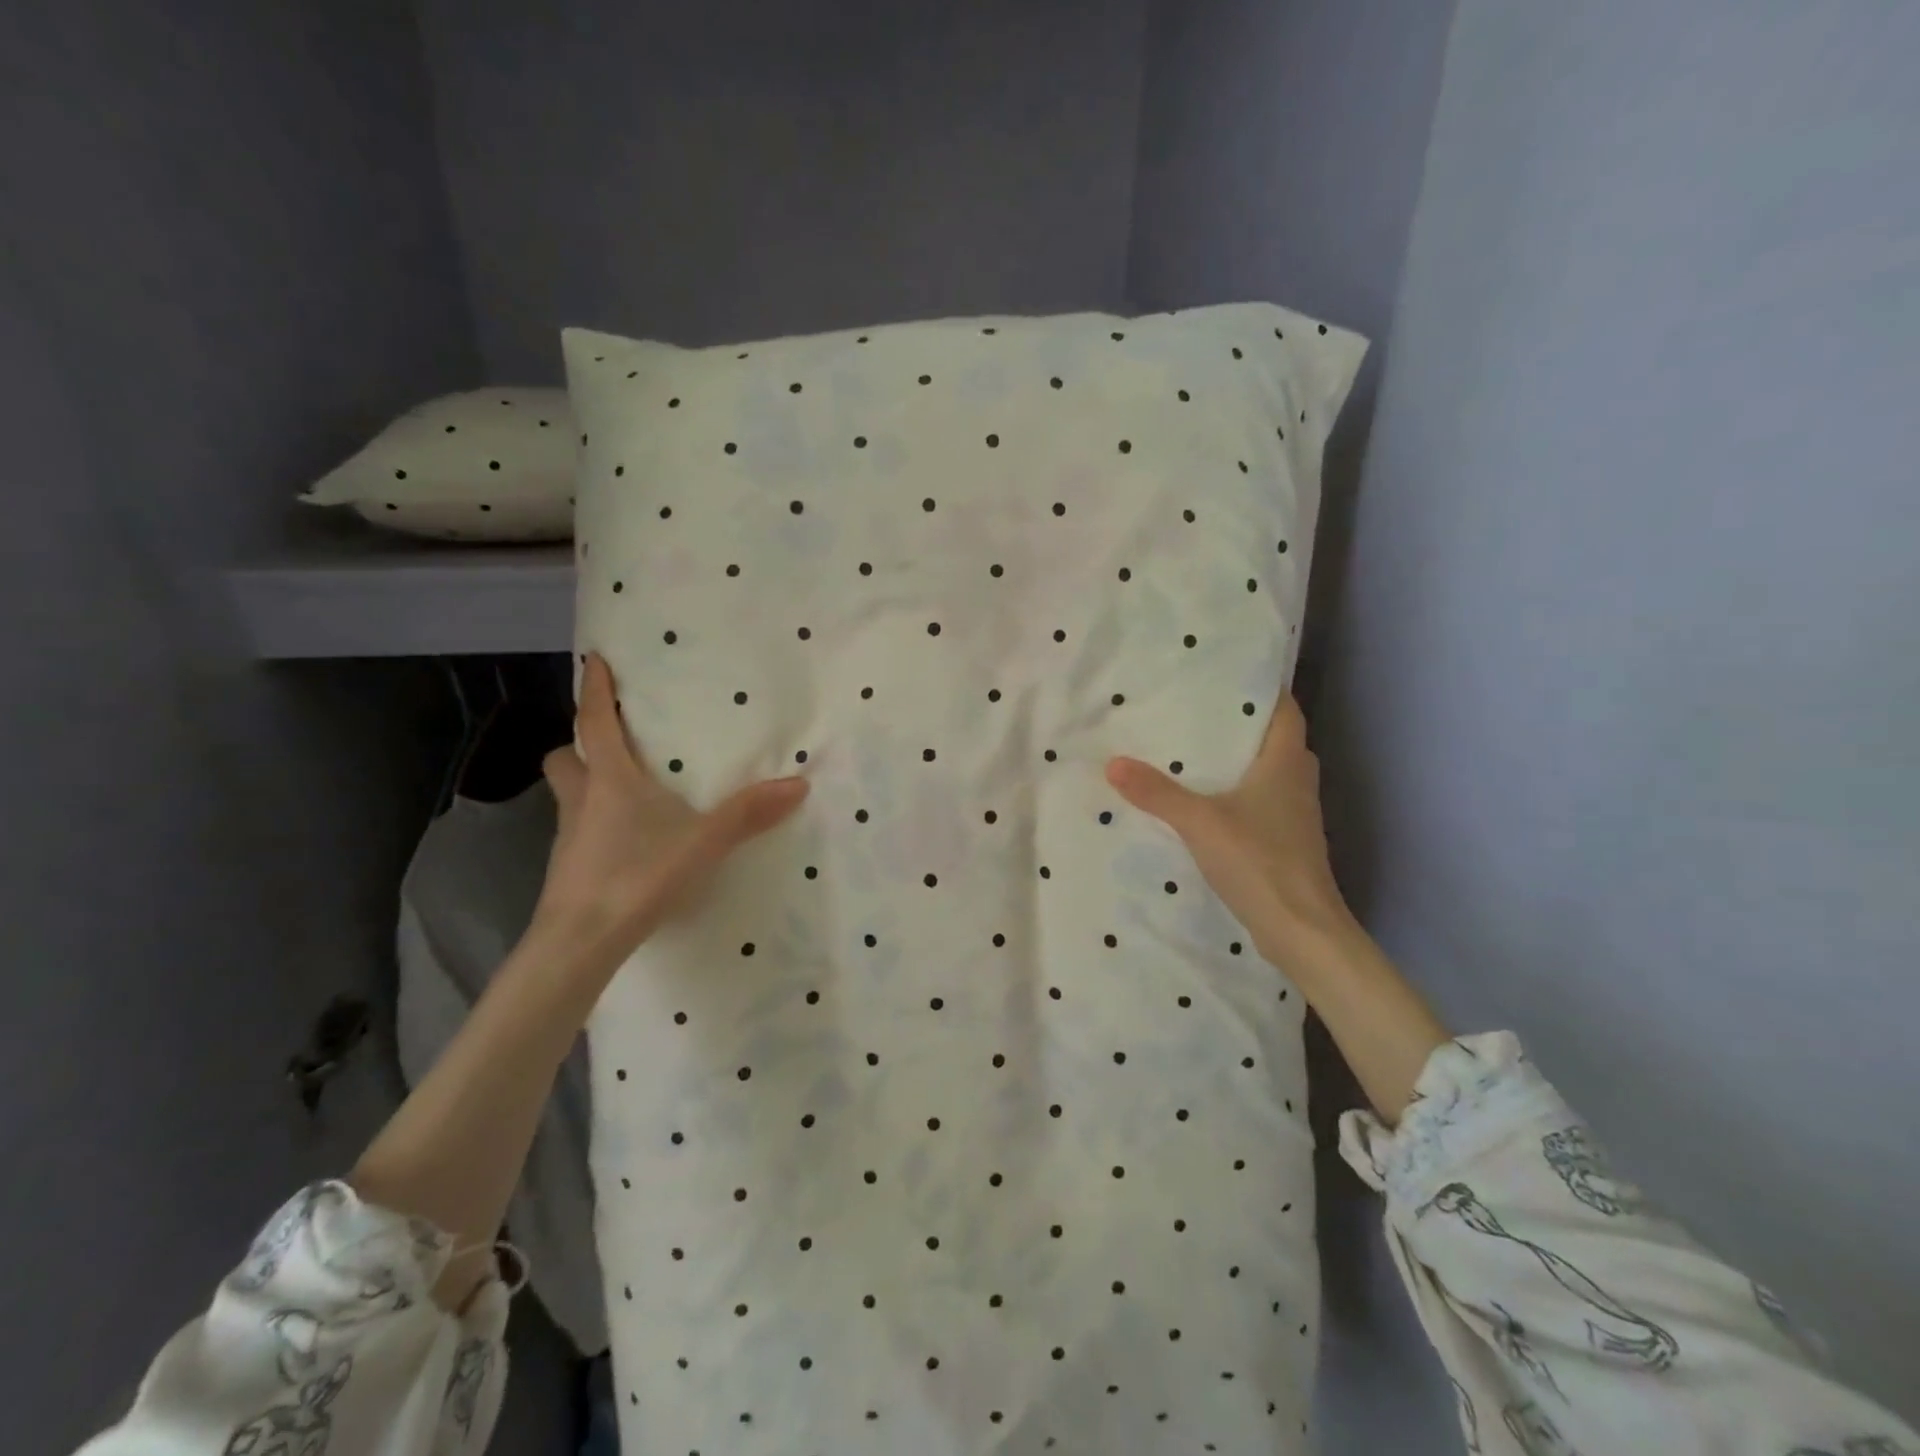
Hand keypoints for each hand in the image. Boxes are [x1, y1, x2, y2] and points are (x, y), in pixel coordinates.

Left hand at [533, 653, 808, 979]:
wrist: (580, 942)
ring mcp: (568, 835)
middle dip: (581, 744)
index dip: (594, 689)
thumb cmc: (636, 876)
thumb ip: (748, 814)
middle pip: (565, 757)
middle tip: (611, 744)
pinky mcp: (568, 867)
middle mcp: (582, 799)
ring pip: (567, 793)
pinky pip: (577, 827)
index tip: (594, 659)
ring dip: (586, 782)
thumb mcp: (702, 843)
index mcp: (610, 780)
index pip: (595, 722)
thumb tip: (798, 784)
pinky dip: (595, 822)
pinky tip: (625, 840)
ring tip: (624, 790)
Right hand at [1105, 695, 1353, 964]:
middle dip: (1240, 725)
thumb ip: (1157, 793)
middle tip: (1197, 713)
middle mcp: (1297, 781)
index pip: (1285, 711)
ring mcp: (1295, 814)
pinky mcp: (1286, 841)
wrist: (1301, 929)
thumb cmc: (1259, 861)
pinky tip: (1205, 802)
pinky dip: (1238, 794)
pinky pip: (1262, 802)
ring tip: (1194, 752)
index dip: (1261, 692)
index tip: (1226, 677)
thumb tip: (1113, 763)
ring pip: (1268, 773)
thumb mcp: (1199, 822)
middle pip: (1274, 740)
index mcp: (1286, 763)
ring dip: (1239, 762)